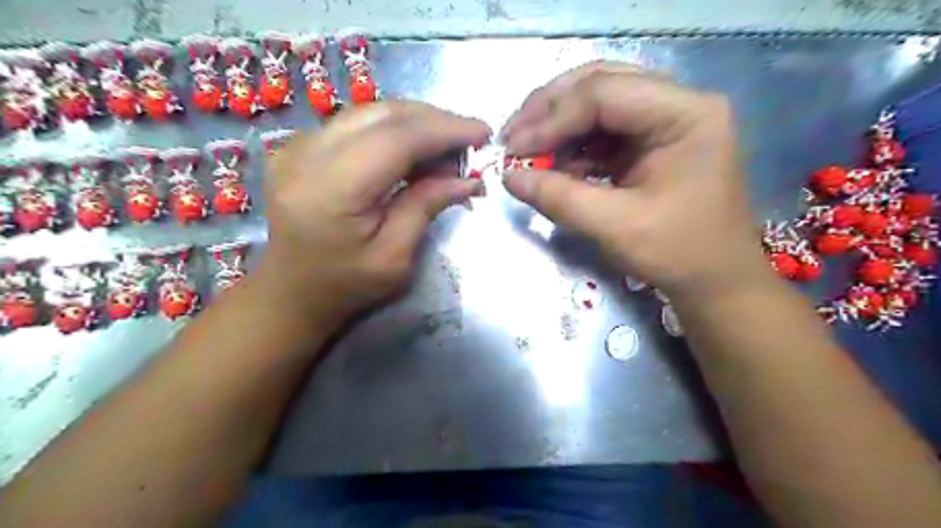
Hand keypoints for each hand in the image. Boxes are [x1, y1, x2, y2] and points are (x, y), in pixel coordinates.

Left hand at [260, 101, 488, 320]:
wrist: (292, 290)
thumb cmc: (345, 284)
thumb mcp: (394, 257)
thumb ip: (426, 207)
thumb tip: (469, 178)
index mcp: (330, 190)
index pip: (395, 139)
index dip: (444, 130)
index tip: (483, 133)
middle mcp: (306, 156)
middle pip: (382, 115)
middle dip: (434, 121)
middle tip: (469, 142)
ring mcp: (297, 146)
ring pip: (370, 113)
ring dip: (416, 123)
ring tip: (446, 149)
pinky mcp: (300, 147)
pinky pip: (357, 124)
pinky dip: (394, 130)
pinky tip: (414, 151)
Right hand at [499, 61, 772, 299]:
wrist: (715, 282)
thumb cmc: (678, 254)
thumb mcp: (615, 226)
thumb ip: (559, 198)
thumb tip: (508, 177)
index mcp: (685, 113)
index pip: (604, 93)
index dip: (552, 119)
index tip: (513, 149)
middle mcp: (677, 104)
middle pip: (600, 85)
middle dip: (550, 111)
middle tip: (512, 137)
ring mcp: (664, 122)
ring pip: (597, 105)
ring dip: (557, 129)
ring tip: (526, 154)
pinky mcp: (650, 144)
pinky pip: (602, 133)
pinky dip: (572, 148)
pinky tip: (552, 167)